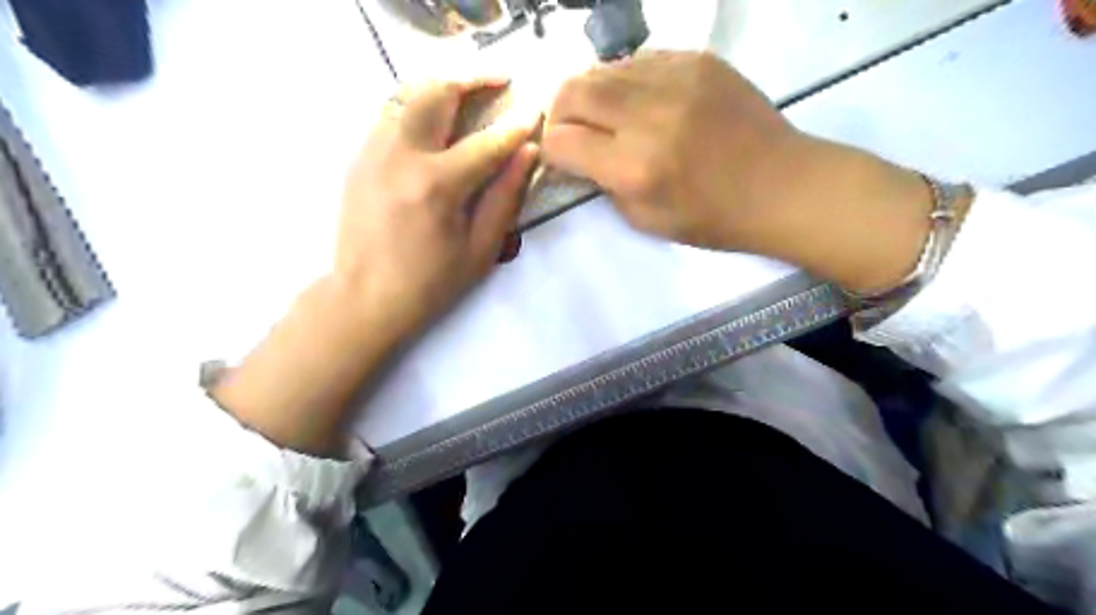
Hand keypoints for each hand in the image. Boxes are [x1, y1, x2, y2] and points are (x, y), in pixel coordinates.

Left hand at [336, 78, 538, 341]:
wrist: (365, 297)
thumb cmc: (430, 283)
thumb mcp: (480, 249)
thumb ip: (505, 197)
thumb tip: (527, 153)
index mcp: (437, 185)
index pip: (486, 142)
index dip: (515, 127)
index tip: (534, 112)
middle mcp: (401, 156)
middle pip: (437, 95)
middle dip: (473, 81)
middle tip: (499, 81)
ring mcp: (373, 152)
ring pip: (408, 96)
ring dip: (443, 88)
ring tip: (469, 94)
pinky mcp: (359, 158)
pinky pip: (391, 116)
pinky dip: (418, 107)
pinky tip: (435, 122)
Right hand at [540, 49, 960, 292]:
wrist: (780, 186)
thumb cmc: (712, 218)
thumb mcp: (645, 220)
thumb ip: (602, 185)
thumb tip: (578, 154)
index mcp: (634, 167)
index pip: (560, 141)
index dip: (553, 150)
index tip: (563, 158)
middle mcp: (647, 116)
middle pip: (571, 91)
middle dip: (559, 113)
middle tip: (572, 130)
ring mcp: (675, 79)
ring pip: (601, 69)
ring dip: (591, 94)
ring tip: (607, 116)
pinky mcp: (697, 60)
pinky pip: (639, 60)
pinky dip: (626, 81)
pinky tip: (642, 102)